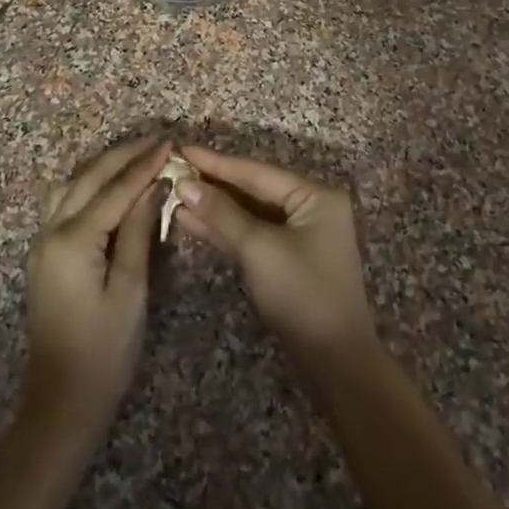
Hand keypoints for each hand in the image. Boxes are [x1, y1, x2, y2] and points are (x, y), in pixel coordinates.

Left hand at [22, 137, 165, 448]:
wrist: (61, 401)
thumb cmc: (104, 352)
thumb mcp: (131, 292)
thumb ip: (139, 234)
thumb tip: (155, 187)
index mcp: (72, 241)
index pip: (114, 190)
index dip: (144, 165)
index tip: (170, 143)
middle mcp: (50, 232)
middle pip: (88, 179)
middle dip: (123, 156)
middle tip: (157, 139)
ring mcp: (42, 242)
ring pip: (71, 186)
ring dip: (103, 166)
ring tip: (136, 154)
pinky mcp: (44, 254)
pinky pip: (64, 203)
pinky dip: (89, 185)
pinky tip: (108, 184)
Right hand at [174, 145, 377, 377]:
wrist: (334, 359)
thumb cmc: (302, 293)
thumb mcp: (259, 248)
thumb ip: (222, 214)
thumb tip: (186, 184)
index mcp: (315, 196)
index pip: (257, 172)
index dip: (217, 162)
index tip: (182, 149)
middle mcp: (310, 207)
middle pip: (253, 189)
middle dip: (213, 184)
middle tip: (174, 169)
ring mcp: (299, 234)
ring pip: (249, 212)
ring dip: (214, 207)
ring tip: (174, 194)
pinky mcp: (287, 257)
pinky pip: (252, 233)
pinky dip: (224, 229)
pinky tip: (191, 221)